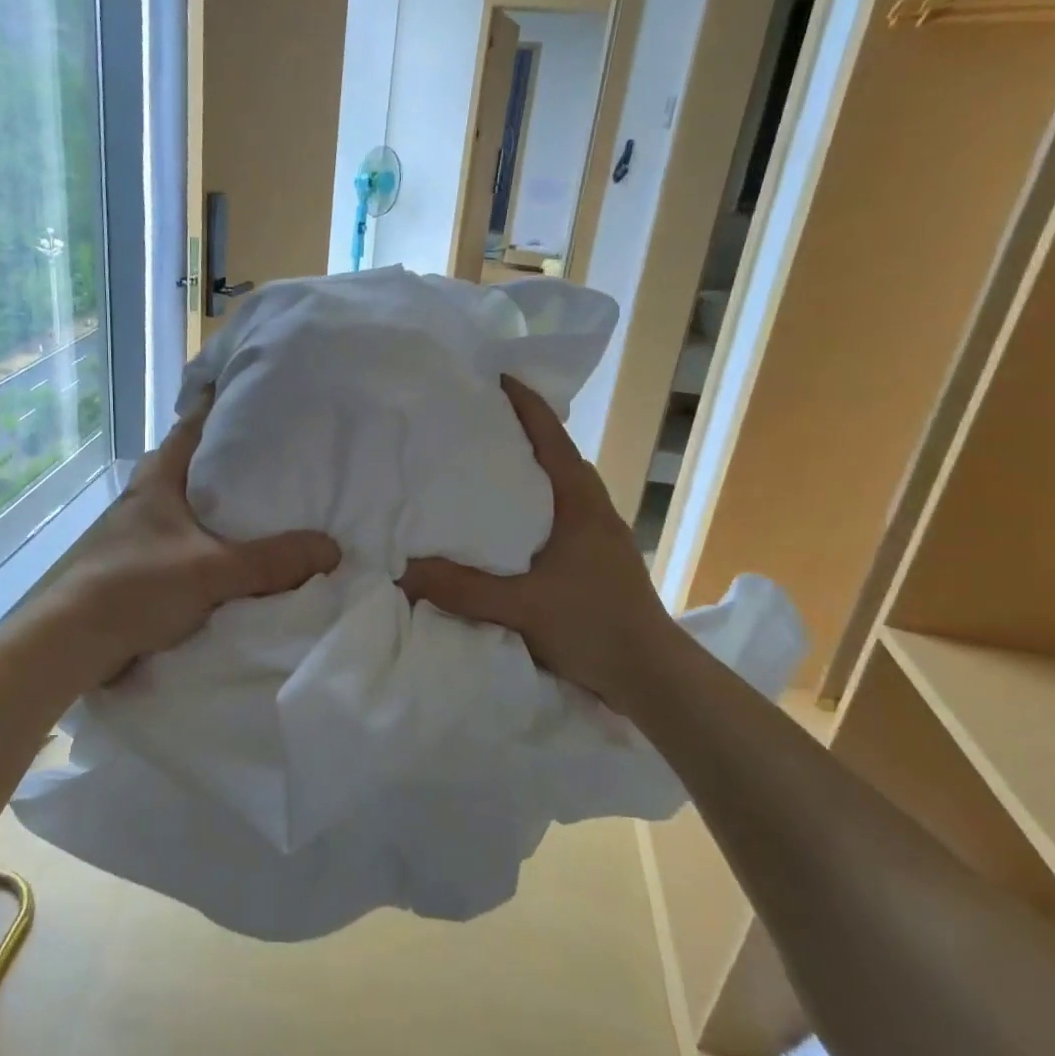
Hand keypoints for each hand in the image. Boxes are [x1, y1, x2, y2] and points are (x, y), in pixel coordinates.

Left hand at [40, 391, 339, 685]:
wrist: (71, 641)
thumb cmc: (136, 586)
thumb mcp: (212, 571)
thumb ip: (271, 562)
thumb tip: (332, 549)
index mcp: (159, 479)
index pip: (191, 426)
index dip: (216, 404)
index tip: (249, 390)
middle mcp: (143, 497)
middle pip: (187, 464)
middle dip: (223, 457)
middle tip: (270, 454)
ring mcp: (133, 532)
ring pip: (181, 504)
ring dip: (211, 502)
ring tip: (257, 505)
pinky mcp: (132, 565)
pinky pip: (177, 540)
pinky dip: (202, 540)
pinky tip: (226, 554)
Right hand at [400, 376, 683, 710]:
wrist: (654, 678)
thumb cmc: (594, 627)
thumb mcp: (520, 607)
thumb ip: (460, 590)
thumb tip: (400, 572)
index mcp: (580, 503)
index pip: (551, 438)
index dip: (525, 405)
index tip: (495, 377)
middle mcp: (593, 509)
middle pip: (556, 455)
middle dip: (521, 432)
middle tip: (475, 422)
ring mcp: (600, 535)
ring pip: (559, 487)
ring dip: (529, 470)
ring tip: (485, 467)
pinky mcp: (597, 559)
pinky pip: (559, 514)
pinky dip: (532, 504)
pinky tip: (506, 525)